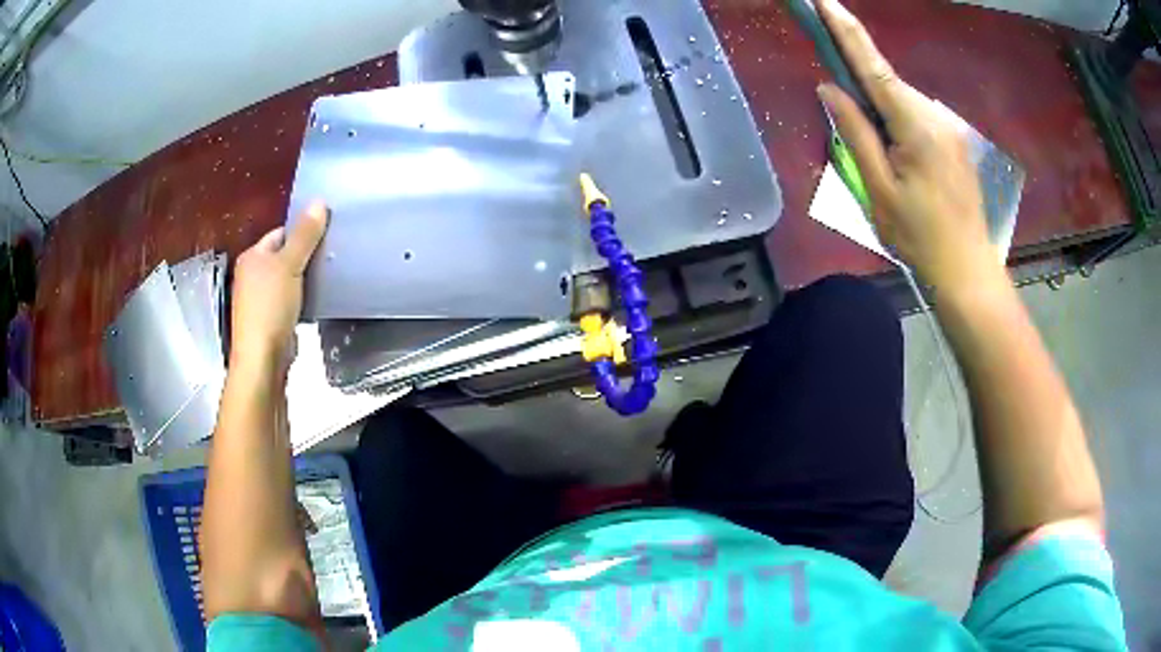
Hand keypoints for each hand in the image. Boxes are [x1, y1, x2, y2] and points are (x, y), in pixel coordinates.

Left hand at [230, 203, 328, 370]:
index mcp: (252, 257)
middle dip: (305, 256)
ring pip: (288, 279)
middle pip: (284, 256)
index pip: (280, 234)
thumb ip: (304, 235)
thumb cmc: (270, 306)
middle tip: (330, 256)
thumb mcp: (289, 265)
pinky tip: (317, 301)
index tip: (324, 236)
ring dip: (305, 279)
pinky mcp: (270, 320)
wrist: (263, 357)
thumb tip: (319, 202)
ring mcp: (260, 300)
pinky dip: (302, 299)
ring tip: (328, 276)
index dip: (301, 233)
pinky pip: (289, 300)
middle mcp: (252, 275)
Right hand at [816, 0, 995, 293]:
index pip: (872, 64)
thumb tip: (829, 87)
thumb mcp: (878, 188)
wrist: (968, 270)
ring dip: (883, 117)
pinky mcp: (955, 141)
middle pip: (887, 85)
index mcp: (915, 123)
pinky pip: (918, 119)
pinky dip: (900, 127)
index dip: (845, 30)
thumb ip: (855, 132)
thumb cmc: (920, 236)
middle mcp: (935, 114)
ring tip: (887, 168)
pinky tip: (904, 166)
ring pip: (902, 104)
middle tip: (857, 135)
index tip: (823, 1)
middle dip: (863, 91)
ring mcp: (949, 127)